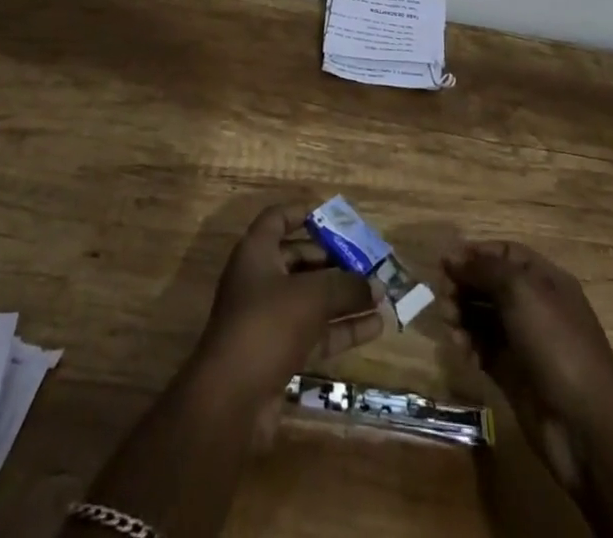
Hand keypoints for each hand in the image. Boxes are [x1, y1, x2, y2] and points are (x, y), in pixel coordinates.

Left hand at [192, 202, 384, 408]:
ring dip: (344, 296)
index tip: (335, 216)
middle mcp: (260, 280)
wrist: (231, 400)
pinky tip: (375, 327)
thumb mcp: (312, 296)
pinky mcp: (279, 353)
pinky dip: (342, 328)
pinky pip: (315, 331)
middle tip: (369, 261)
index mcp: (257, 252)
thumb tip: (376, 285)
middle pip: (301, 259)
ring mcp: (269, 319)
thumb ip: (346, 286)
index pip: (278, 219)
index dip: (304, 213)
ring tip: (381, 295)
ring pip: (312, 298)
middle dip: (336, 260)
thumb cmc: (267, 325)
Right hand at [443, 240, 612, 493]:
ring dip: (463, 316)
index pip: (504, 254)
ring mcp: (524, 342)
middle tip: (445, 299)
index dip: (474, 254)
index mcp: (544, 280)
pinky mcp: (514, 375)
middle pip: (490, 285)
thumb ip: (483, 269)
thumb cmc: (556, 343)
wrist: (586, 425)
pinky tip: (463, 350)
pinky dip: (470, 345)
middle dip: (464, 286)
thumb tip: (451, 257)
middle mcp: (534, 307)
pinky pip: (484, 349)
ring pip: (483, 317)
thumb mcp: (520, 291)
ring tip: (451, 326)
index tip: (445, 264)